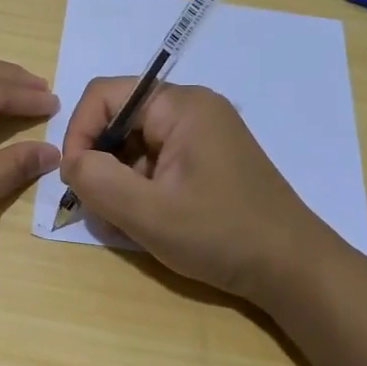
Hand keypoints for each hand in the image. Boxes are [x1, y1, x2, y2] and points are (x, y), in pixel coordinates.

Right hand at [59, 79, 337, 302]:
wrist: (293, 270)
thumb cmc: (221, 235)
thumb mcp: (148, 212)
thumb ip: (96, 181)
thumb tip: (72, 162)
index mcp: (181, 105)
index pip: (104, 95)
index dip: (79, 133)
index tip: (75, 180)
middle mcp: (191, 110)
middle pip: (119, 121)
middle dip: (100, 164)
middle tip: (101, 210)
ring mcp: (202, 136)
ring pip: (134, 147)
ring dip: (119, 183)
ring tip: (126, 224)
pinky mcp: (207, 162)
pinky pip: (156, 164)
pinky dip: (141, 191)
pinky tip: (147, 224)